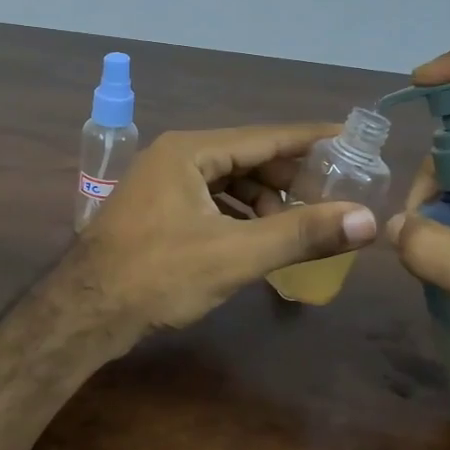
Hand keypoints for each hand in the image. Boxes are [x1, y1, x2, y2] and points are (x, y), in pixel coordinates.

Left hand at [66, 124, 379, 335]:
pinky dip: (239, 215)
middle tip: (332, 196)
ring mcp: (161, 183)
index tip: (350, 140)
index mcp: (191, 151)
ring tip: (299, 226)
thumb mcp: (236, 254)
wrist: (83, 313)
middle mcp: (175, 156)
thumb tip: (366, 220)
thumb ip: (302, 234)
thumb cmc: (158, 275)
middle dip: (289, 178)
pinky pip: (211, 201)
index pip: (265, 136)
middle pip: (247, 157)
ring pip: (228, 181)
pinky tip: (259, 238)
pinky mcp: (157, 211)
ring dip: (264, 201)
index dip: (310, 140)